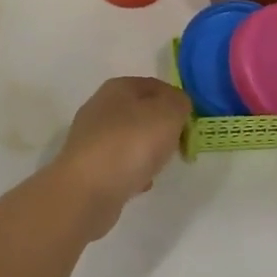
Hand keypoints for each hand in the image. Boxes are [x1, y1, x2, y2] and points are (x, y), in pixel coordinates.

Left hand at [52, 77, 190, 237]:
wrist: (87, 191)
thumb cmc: (131, 144)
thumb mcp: (168, 113)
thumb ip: (179, 103)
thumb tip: (177, 105)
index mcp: (118, 87)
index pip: (155, 85)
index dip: (176, 101)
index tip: (189, 122)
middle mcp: (100, 107)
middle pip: (141, 112)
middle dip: (161, 128)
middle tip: (176, 145)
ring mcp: (91, 138)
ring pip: (130, 138)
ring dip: (147, 151)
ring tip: (158, 167)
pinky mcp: (87, 167)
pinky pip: (118, 164)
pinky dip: (131, 172)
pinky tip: (139, 184)